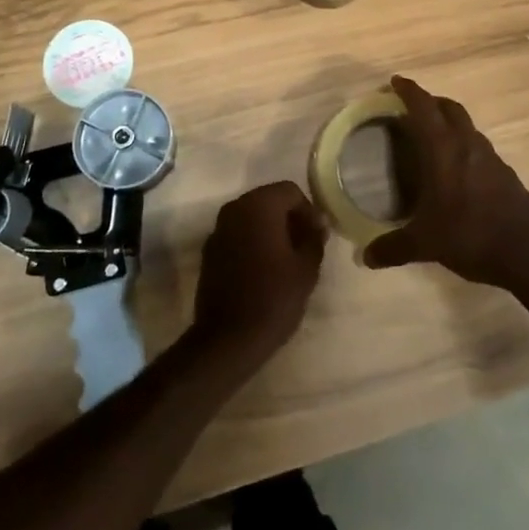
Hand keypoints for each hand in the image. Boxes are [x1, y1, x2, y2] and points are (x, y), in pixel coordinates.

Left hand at [190, 181, 326, 372]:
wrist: (228, 338)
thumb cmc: (274, 298)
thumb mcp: (306, 269)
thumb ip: (314, 238)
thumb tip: (318, 222)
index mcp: (259, 205)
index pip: (290, 191)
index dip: (308, 210)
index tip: (317, 236)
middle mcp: (235, 208)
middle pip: (269, 200)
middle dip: (289, 217)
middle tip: (305, 245)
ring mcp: (218, 228)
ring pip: (252, 216)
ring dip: (270, 229)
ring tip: (287, 258)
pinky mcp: (210, 250)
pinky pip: (237, 234)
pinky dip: (252, 241)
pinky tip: (263, 269)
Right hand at [363, 75, 528, 289]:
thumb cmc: (471, 235)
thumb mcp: (426, 244)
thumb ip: (394, 247)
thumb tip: (367, 258)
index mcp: (444, 149)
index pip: (424, 107)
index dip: (409, 91)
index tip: (395, 82)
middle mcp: (468, 144)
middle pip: (449, 108)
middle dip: (430, 101)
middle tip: (412, 108)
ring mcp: (491, 157)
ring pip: (467, 125)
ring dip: (449, 122)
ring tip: (433, 137)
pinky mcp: (506, 174)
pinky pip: (479, 146)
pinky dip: (464, 145)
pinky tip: (457, 169)